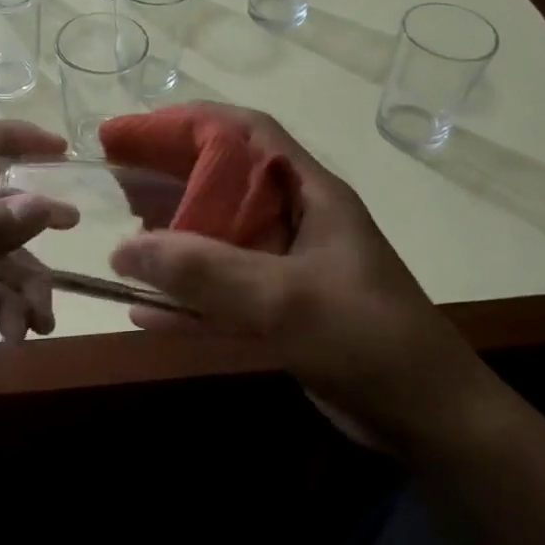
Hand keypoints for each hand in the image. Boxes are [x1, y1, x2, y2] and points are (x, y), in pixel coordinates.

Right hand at [107, 105, 495, 451]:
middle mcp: (295, 220)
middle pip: (222, 182)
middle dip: (168, 174)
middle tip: (114, 177)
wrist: (430, 421)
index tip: (133, 132)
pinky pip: (222, 293)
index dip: (188, 123)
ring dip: (172, 235)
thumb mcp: (285, 298)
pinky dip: (185, 298)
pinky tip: (143, 310)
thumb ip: (205, 272)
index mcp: (309, 194)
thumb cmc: (367, 339)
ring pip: (217, 238)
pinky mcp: (281, 310)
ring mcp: (287, 267)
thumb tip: (124, 249)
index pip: (246, 133)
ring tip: (122, 234)